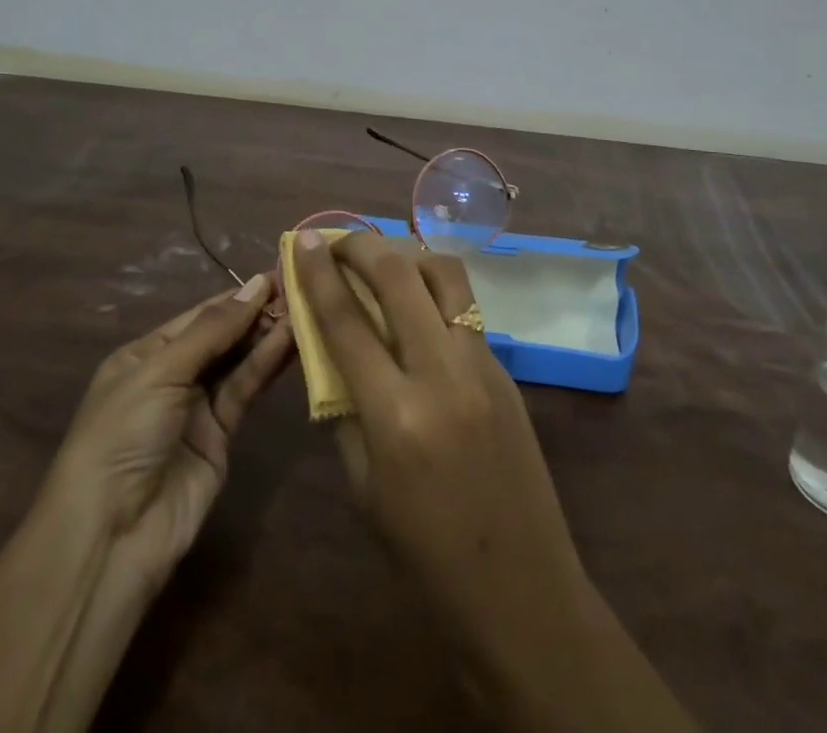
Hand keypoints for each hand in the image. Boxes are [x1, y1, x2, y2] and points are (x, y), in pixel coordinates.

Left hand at [46, 273, 294, 599]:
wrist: (112, 536)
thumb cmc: (123, 435)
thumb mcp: (160, 372)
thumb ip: (212, 330)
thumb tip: (257, 283)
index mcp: (145, 354)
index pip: (199, 315)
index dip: (237, 296)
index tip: (278, 272)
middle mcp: (172, 376)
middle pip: (222, 336)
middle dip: (256, 313)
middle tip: (301, 289)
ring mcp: (197, 408)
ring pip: (238, 361)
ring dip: (267, 336)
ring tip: (305, 308)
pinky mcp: (221, 437)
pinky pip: (245, 391)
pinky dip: (267, 366)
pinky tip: (291, 341)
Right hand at [296, 231, 695, 732]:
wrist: (521, 588)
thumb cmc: (425, 553)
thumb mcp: (364, 486)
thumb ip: (343, 407)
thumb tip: (328, 346)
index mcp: (396, 414)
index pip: (346, 321)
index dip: (318, 273)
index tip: (304, 239)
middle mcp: (442, 373)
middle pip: (398, 276)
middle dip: (362, 246)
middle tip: (339, 241)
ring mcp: (482, 364)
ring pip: (444, 274)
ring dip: (407, 255)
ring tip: (383, 261)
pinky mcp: (506, 367)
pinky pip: (465, 306)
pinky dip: (435, 289)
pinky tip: (418, 303)